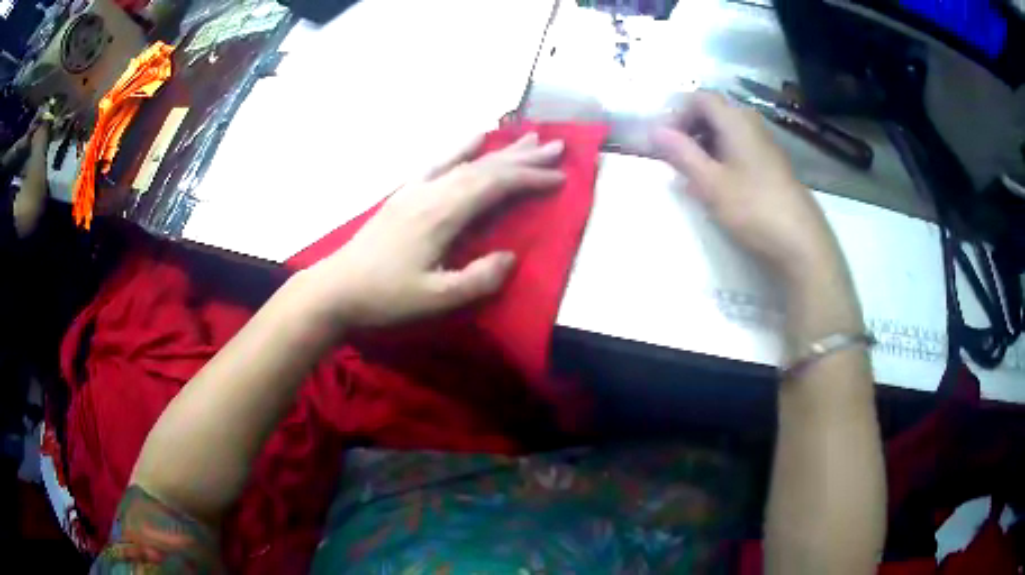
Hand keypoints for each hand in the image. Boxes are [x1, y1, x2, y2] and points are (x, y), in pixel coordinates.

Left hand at [303, 132, 565, 326]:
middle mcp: (432, 192)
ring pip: (466, 160)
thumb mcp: (435, 299)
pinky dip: (461, 148)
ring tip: (528, 136)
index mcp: (441, 214)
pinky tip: (473, 137)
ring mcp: (416, 188)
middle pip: (485, 166)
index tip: (560, 177)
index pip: (495, 185)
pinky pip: (439, 162)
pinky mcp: (405, 193)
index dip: (530, 179)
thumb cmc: (384, 297)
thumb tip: (511, 257)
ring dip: (500, 149)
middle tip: (558, 146)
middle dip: (524, 157)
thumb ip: (477, 280)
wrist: (336, 288)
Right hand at [651, 91, 840, 281]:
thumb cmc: (754, 209)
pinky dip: (722, 157)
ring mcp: (765, 145)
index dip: (677, 113)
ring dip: (704, 145)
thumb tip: (655, 130)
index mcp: (736, 121)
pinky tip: (719, 186)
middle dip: (689, 129)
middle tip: (675, 158)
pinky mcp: (772, 165)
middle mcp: (752, 125)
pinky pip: (740, 148)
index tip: (665, 142)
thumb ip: (682, 154)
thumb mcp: (711, 183)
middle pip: (714, 112)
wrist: (802, 243)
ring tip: (694, 175)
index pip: (700, 98)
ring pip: (727, 131)